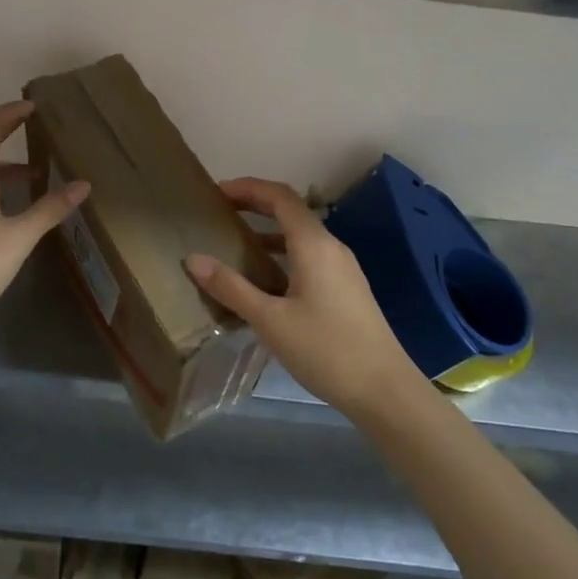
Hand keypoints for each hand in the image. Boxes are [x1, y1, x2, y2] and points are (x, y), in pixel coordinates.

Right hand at [185, 177, 424, 421]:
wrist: (385, 391)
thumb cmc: (326, 350)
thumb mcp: (270, 321)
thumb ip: (231, 288)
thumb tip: (192, 259)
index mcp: (314, 244)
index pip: (280, 196)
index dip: (247, 187)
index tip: (216, 193)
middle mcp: (331, 246)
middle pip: (290, 211)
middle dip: (255, 205)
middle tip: (220, 213)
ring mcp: (342, 268)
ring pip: (300, 236)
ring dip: (268, 232)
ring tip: (234, 244)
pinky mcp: (346, 288)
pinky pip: (309, 256)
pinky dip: (282, 254)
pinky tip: (264, 280)